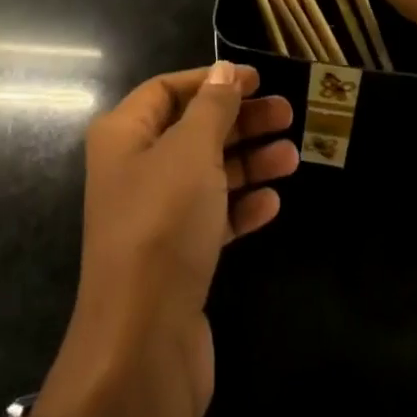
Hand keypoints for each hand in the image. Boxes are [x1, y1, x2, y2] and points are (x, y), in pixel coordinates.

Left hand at [31, 62, 298, 416]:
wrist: (142, 345)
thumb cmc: (163, 225)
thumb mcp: (191, 152)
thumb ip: (212, 107)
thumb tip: (225, 70)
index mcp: (124, 136)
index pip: (166, 90)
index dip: (210, 80)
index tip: (255, 78)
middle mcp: (135, 170)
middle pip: (192, 130)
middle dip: (239, 120)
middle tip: (287, 113)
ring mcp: (155, 216)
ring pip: (208, 174)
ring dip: (249, 162)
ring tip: (292, 155)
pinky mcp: (177, 257)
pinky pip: (213, 217)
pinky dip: (241, 206)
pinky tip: (273, 203)